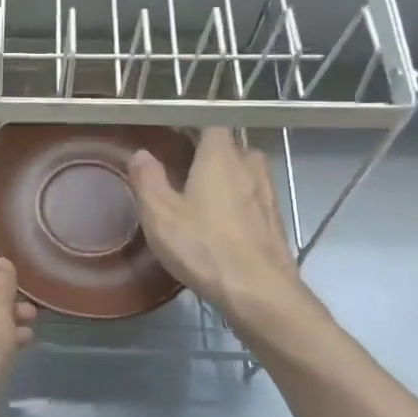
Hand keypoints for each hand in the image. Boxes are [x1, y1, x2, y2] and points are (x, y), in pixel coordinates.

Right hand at [127, 128, 312, 335]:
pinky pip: (255, 202)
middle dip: (212, 159)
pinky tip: (224, 230)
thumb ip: (147, 179)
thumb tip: (141, 154)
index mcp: (220, 156)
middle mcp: (250, 166)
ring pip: (247, 176)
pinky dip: (241, 208)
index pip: (211, 125)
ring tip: (205, 204)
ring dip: (229, 184)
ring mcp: (268, 194)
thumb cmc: (203, 246)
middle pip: (232, 149)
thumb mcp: (160, 214)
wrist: (258, 290)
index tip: (175, 148)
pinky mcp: (276, 222)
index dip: (193, 133)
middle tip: (186, 178)